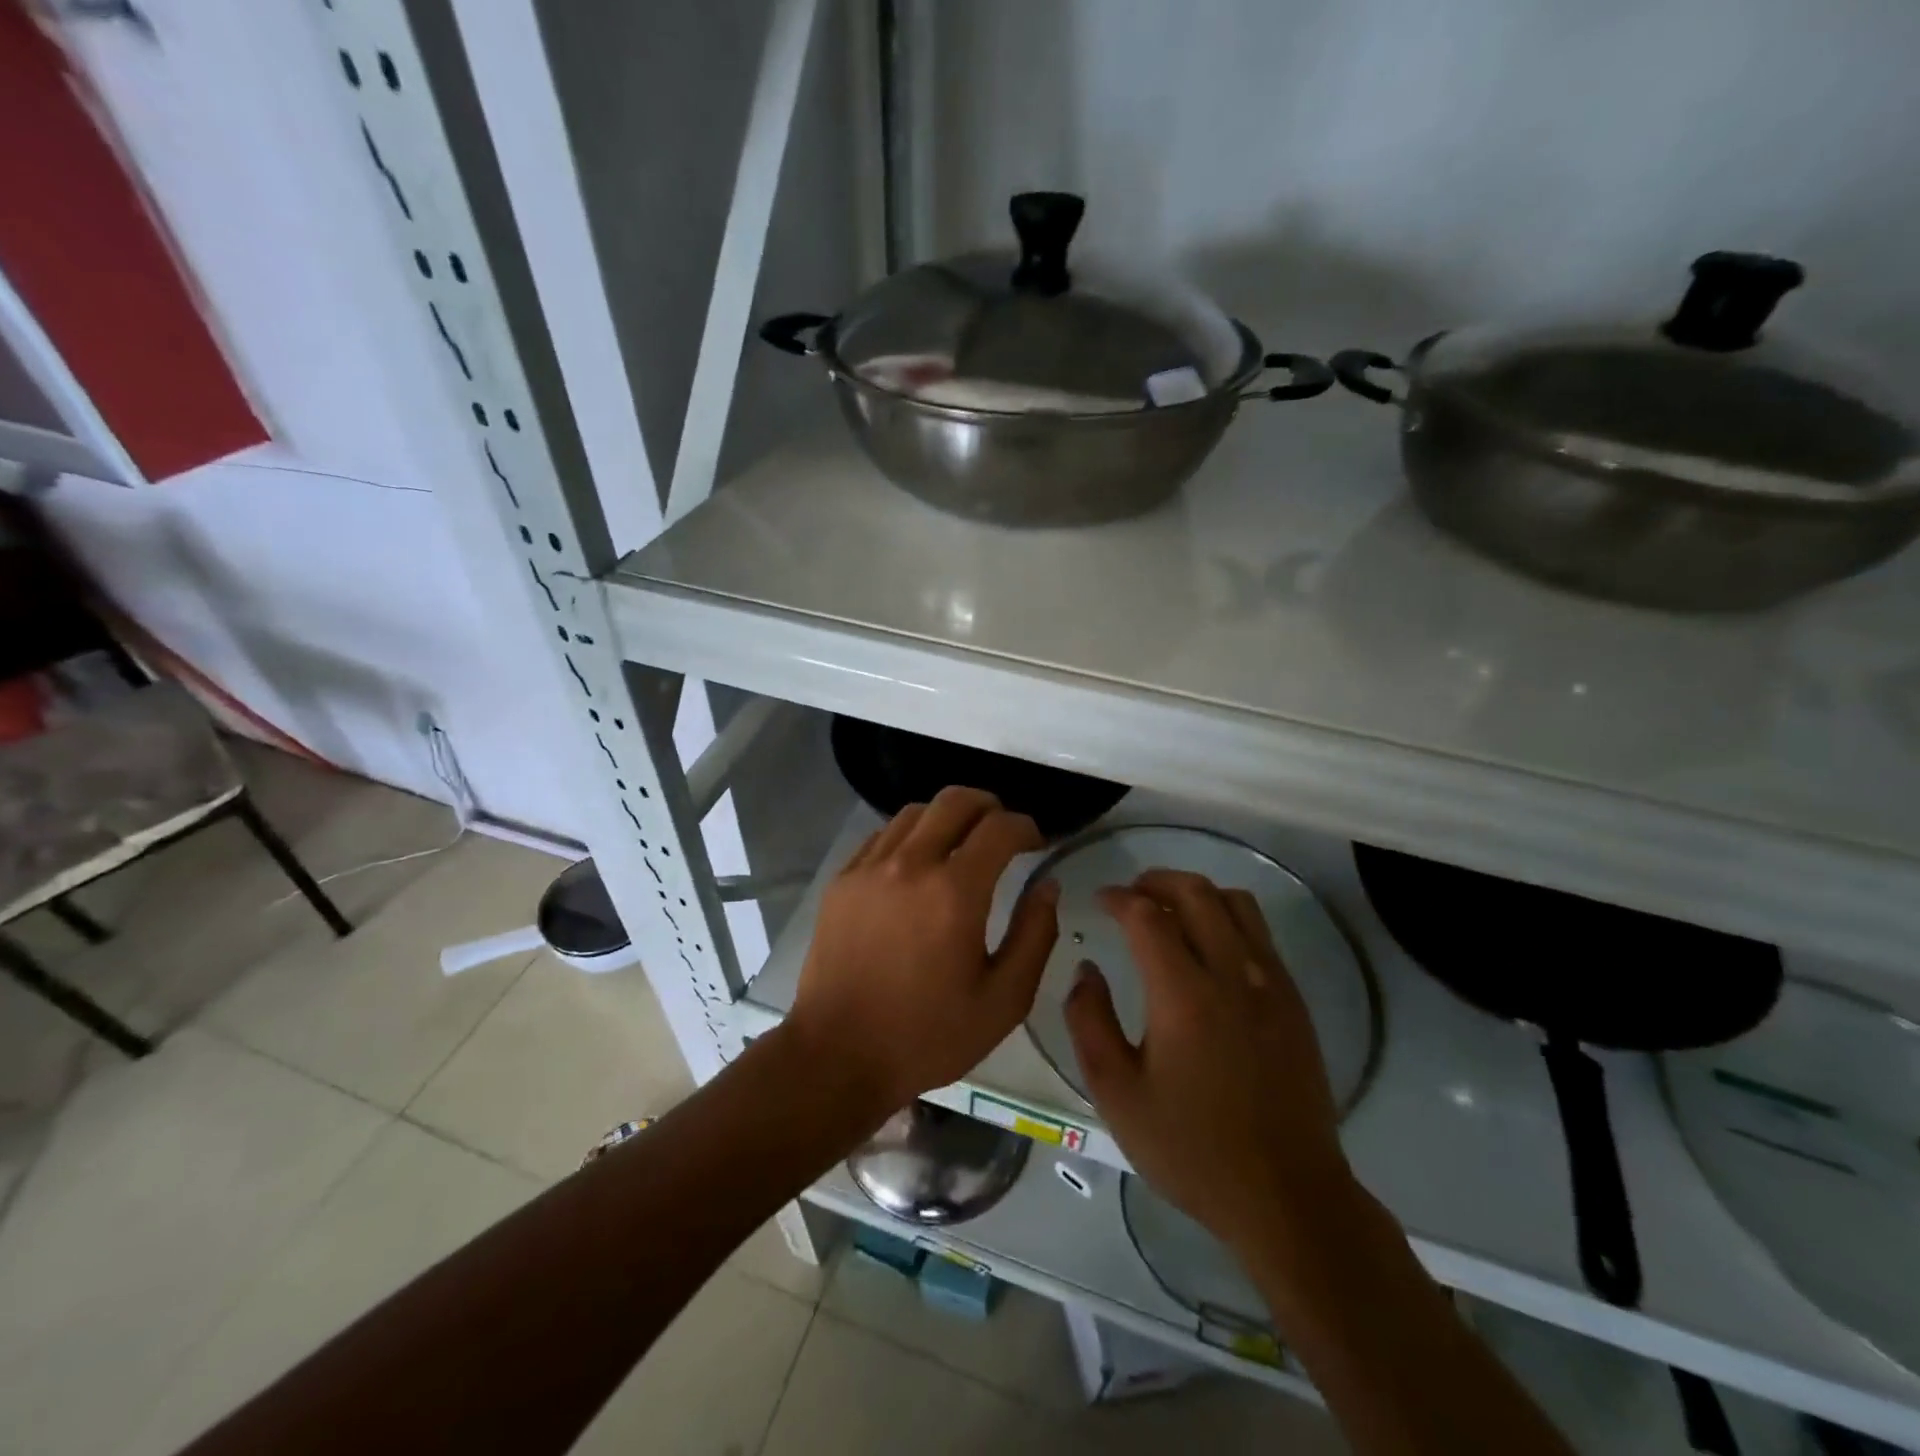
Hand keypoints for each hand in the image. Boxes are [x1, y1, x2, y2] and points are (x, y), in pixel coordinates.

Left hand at [786, 786, 1059, 1118]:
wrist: (837, 1055)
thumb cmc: (928, 1035)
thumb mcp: (1003, 1000)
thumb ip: (1035, 935)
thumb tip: (1047, 885)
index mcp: (954, 892)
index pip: (999, 827)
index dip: (1026, 827)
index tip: (1037, 844)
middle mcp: (910, 864)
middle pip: (955, 801)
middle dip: (989, 806)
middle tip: (1003, 832)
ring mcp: (869, 868)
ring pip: (916, 812)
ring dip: (948, 817)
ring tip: (962, 845)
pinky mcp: (842, 880)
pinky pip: (882, 835)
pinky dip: (911, 836)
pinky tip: (918, 865)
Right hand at [1064, 870, 1358, 1254]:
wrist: (1286, 1197)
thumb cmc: (1191, 1149)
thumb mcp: (1117, 1094)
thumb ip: (1089, 1021)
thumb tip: (1086, 969)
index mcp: (1184, 995)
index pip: (1147, 915)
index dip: (1119, 897)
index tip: (1099, 900)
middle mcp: (1232, 974)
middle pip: (1196, 893)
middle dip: (1156, 880)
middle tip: (1130, 893)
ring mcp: (1271, 984)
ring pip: (1236, 903)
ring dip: (1197, 893)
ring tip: (1169, 910)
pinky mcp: (1293, 1001)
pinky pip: (1260, 933)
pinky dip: (1227, 918)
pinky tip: (1209, 947)